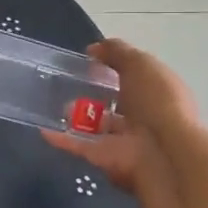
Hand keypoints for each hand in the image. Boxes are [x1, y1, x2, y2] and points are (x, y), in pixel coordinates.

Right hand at [42, 39, 200, 207]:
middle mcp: (145, 117)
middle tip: (70, 84)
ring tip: (58, 106)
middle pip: (117, 105)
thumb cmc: (156, 102)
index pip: (136, 78)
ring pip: (98, 128)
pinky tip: (44, 130)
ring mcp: (125, 141)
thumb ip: (117, 52)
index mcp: (158, 93)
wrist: (162, 154)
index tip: (91, 60)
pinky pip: (80, 146)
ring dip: (78, 118)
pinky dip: (62, 139)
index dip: (116, 68)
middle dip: (96, 95)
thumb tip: (94, 49)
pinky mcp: (105, 159)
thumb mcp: (140, 64)